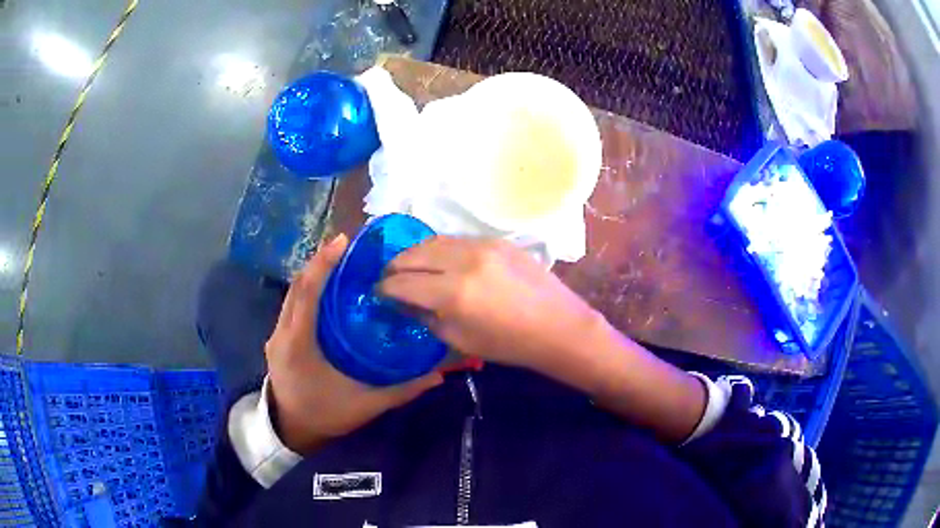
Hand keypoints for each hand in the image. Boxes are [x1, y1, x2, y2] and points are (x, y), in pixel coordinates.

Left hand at [265, 235, 442, 453]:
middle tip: (347, 246)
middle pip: (297, 286)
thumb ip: (401, 390)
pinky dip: (307, 290)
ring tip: (339, 261)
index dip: (323, 264)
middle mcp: (282, 333)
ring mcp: (276, 335)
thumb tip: (438, 375)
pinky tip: (327, 290)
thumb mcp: (365, 405)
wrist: (290, 432)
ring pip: (292, 294)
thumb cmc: (324, 416)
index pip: (307, 293)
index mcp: (298, 344)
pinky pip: (291, 305)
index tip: (342, 241)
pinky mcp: (278, 339)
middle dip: (319, 262)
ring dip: (312, 274)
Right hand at [379, 237, 603, 371]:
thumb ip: (425, 317)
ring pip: (433, 240)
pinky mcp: (497, 240)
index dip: (385, 288)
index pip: (403, 282)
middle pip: (413, 254)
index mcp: (453, 292)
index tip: (378, 293)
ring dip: (415, 254)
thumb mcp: (459, 340)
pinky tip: (440, 261)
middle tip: (389, 278)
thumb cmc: (508, 344)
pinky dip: (440, 249)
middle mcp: (463, 260)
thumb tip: (402, 302)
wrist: (557, 326)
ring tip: (410, 267)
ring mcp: (482, 245)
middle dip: (394, 266)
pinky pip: (457, 239)